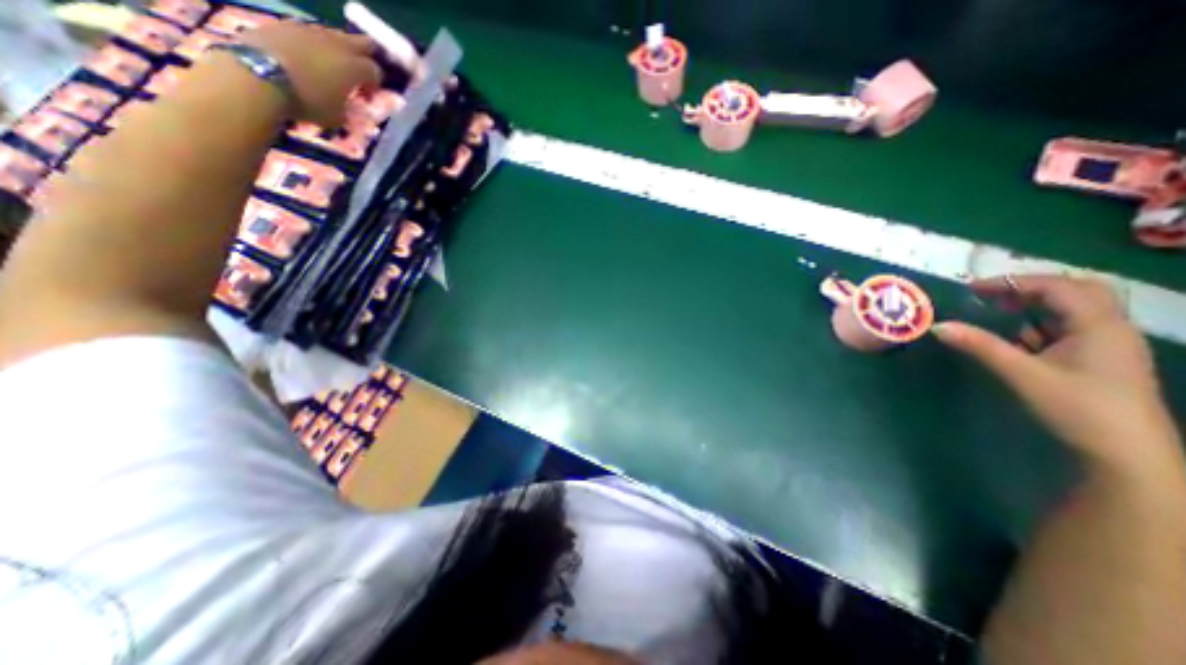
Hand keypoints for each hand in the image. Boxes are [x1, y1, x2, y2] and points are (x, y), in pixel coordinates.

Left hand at [238, 22, 385, 123]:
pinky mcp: (283, 24)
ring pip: (333, 35)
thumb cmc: (308, 102)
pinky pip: (306, 33)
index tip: (366, 97)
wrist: (258, 75)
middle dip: (365, 57)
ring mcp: (309, 30)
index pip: (376, 72)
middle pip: (362, 43)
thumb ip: (350, 111)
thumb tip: (352, 110)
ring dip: (336, 50)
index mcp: (355, 68)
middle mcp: (337, 44)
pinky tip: (304, 59)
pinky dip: (311, 45)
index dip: (374, 85)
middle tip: (359, 73)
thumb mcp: (338, 118)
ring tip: (328, 67)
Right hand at [936, 276, 1176, 476]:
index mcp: (1099, 325)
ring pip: (1074, 310)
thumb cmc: (1077, 408)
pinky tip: (1019, 336)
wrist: (1125, 453)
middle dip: (1029, 287)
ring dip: (1035, 305)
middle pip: (1074, 291)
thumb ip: (980, 346)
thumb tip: (938, 326)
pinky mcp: (1100, 359)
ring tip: (998, 310)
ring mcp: (1108, 344)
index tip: (972, 288)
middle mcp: (1110, 328)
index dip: (1013, 282)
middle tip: (991, 294)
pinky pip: (1070, 328)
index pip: (1057, 287)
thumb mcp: (1022, 374)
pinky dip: (1041, 323)